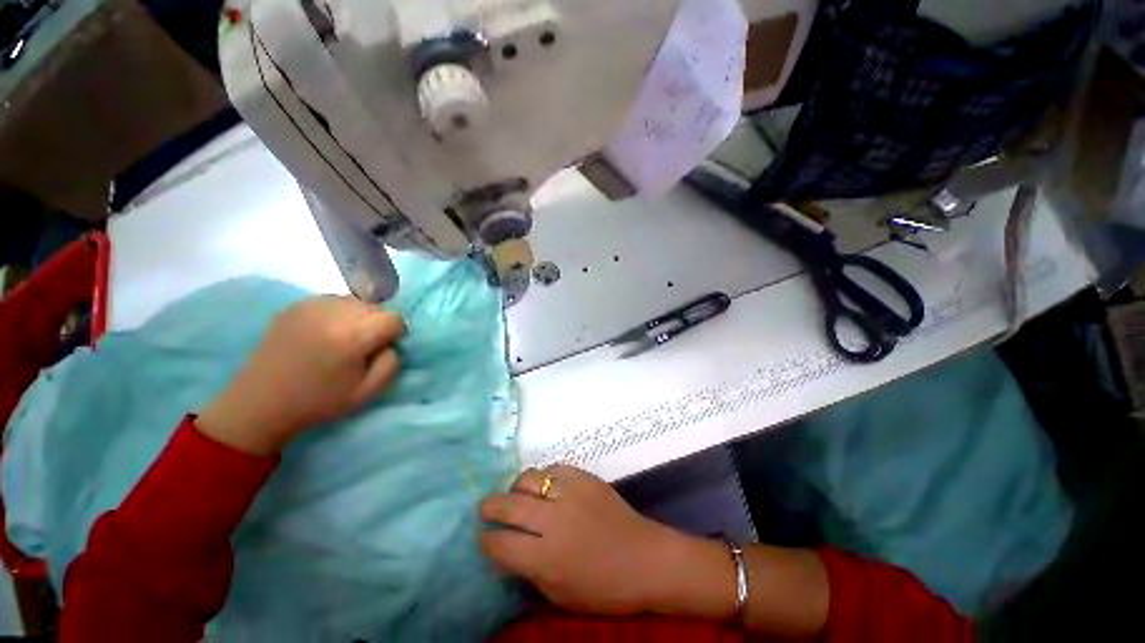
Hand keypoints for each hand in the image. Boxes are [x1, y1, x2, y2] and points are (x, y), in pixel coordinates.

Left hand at [198, 296, 404, 455]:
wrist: (260, 402)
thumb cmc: (318, 401)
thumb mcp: (367, 392)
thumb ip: (390, 364)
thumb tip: (391, 343)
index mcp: (351, 338)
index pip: (393, 318)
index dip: (396, 332)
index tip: (385, 347)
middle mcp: (332, 314)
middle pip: (375, 307)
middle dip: (377, 323)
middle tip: (364, 344)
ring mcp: (310, 306)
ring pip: (355, 301)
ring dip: (359, 316)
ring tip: (344, 337)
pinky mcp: (295, 306)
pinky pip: (333, 300)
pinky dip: (338, 312)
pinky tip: (325, 332)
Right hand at [479, 465, 702, 615]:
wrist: (646, 558)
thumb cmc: (604, 587)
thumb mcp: (560, 593)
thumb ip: (529, 570)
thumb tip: (505, 549)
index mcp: (546, 558)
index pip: (500, 544)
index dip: (486, 541)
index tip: (483, 537)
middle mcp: (554, 520)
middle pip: (508, 504)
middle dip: (490, 506)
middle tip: (485, 508)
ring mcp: (571, 492)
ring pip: (529, 478)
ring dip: (516, 488)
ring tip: (517, 495)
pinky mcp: (585, 476)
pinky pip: (554, 468)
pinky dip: (544, 477)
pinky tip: (546, 486)